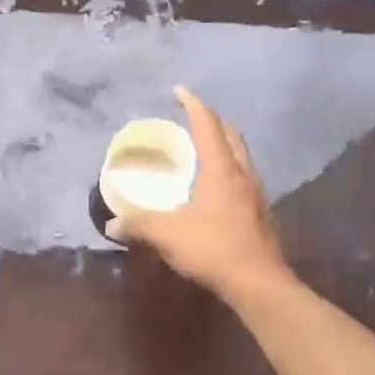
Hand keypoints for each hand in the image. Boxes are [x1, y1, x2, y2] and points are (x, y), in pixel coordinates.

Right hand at [106, 86, 287, 302]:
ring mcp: (256, 194)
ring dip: (224, 145)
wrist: (259, 284)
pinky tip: (215, 189)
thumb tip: (113, 224)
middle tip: (192, 119)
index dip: (192, 105)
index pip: (207, 125)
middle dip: (212, 121)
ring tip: (203, 150)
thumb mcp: (168, 235)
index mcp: (221, 170)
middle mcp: (242, 174)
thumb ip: (139, 225)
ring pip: (241, 156)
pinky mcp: (261, 213)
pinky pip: (244, 178)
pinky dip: (228, 170)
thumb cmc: (213, 249)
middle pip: (231, 135)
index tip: (179, 91)